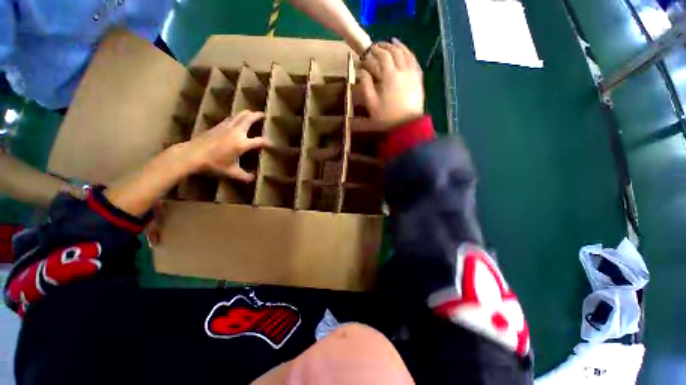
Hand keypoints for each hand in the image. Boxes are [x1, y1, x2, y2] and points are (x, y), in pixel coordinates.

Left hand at [184, 110, 270, 181]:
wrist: (191, 155)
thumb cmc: (213, 164)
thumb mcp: (231, 172)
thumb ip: (244, 176)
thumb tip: (253, 179)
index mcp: (242, 144)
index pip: (259, 141)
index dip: (268, 142)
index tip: (272, 144)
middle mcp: (236, 132)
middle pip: (249, 119)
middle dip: (257, 116)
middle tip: (263, 114)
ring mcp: (226, 127)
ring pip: (239, 116)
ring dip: (247, 113)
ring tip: (252, 113)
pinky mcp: (217, 126)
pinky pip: (230, 118)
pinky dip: (236, 117)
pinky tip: (236, 119)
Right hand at [360, 38, 423, 129]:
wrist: (406, 126)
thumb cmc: (387, 117)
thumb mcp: (371, 104)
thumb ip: (366, 86)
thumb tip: (363, 71)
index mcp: (390, 76)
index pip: (383, 56)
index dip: (375, 50)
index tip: (369, 50)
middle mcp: (403, 70)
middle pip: (395, 51)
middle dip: (386, 46)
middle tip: (378, 45)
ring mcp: (413, 74)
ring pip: (407, 53)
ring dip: (399, 46)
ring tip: (393, 42)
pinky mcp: (419, 80)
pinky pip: (415, 61)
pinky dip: (410, 54)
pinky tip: (406, 53)